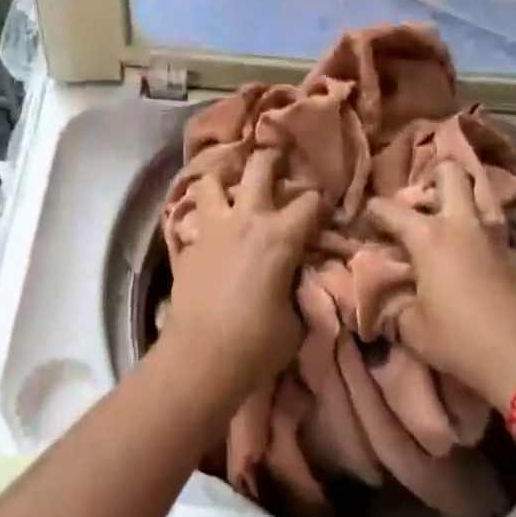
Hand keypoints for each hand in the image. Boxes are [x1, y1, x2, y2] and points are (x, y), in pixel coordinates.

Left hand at [163, 149, 322, 399]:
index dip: (322, 202)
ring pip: (215, 180)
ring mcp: (213, 227)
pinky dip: (206, 211)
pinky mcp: (190, 243)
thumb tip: (301, 276)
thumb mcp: (296, 320)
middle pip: (260, 166)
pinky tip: (212, 224)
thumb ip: (300, 287)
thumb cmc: (256, 343)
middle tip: (279, 161)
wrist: (199, 358)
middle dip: (273, 158)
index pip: (311, 201)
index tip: (325, 208)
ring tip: (234, 184)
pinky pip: (196, 213)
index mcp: (280, 236)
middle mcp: (246, 219)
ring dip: (226, 177)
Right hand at [366, 161, 515, 406]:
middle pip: (449, 172)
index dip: (372, 211)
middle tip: (419, 202)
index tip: (364, 220)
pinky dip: (477, 229)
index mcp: (428, 235)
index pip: (389, 208)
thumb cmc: (462, 340)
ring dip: (460, 199)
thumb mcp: (413, 329)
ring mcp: (492, 235)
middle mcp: (460, 223)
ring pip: (477, 194)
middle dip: (432, 177)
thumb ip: (392, 306)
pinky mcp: (514, 253)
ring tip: (444, 221)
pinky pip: (491, 225)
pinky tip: (469, 251)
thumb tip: (381, 298)